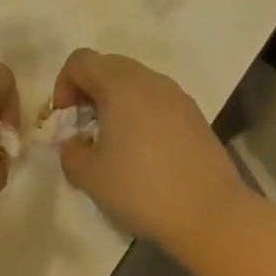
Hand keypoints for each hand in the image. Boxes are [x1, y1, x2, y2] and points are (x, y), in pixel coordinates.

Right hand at [53, 49, 245, 254]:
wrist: (211, 214)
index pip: (80, 60)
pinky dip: (141, 113)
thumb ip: (70, 153)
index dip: (63, 84)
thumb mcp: (90, 176)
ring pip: (134, 82)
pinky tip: (144, 152)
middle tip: (85, 129)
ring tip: (114, 142)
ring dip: (116, 102)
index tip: (65, 120)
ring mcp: (176, 95)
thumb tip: (73, 144)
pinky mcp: (194, 114)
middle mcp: (148, 79)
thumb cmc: (142, 188)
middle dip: (88, 91)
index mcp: (119, 84)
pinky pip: (156, 100)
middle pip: (107, 66)